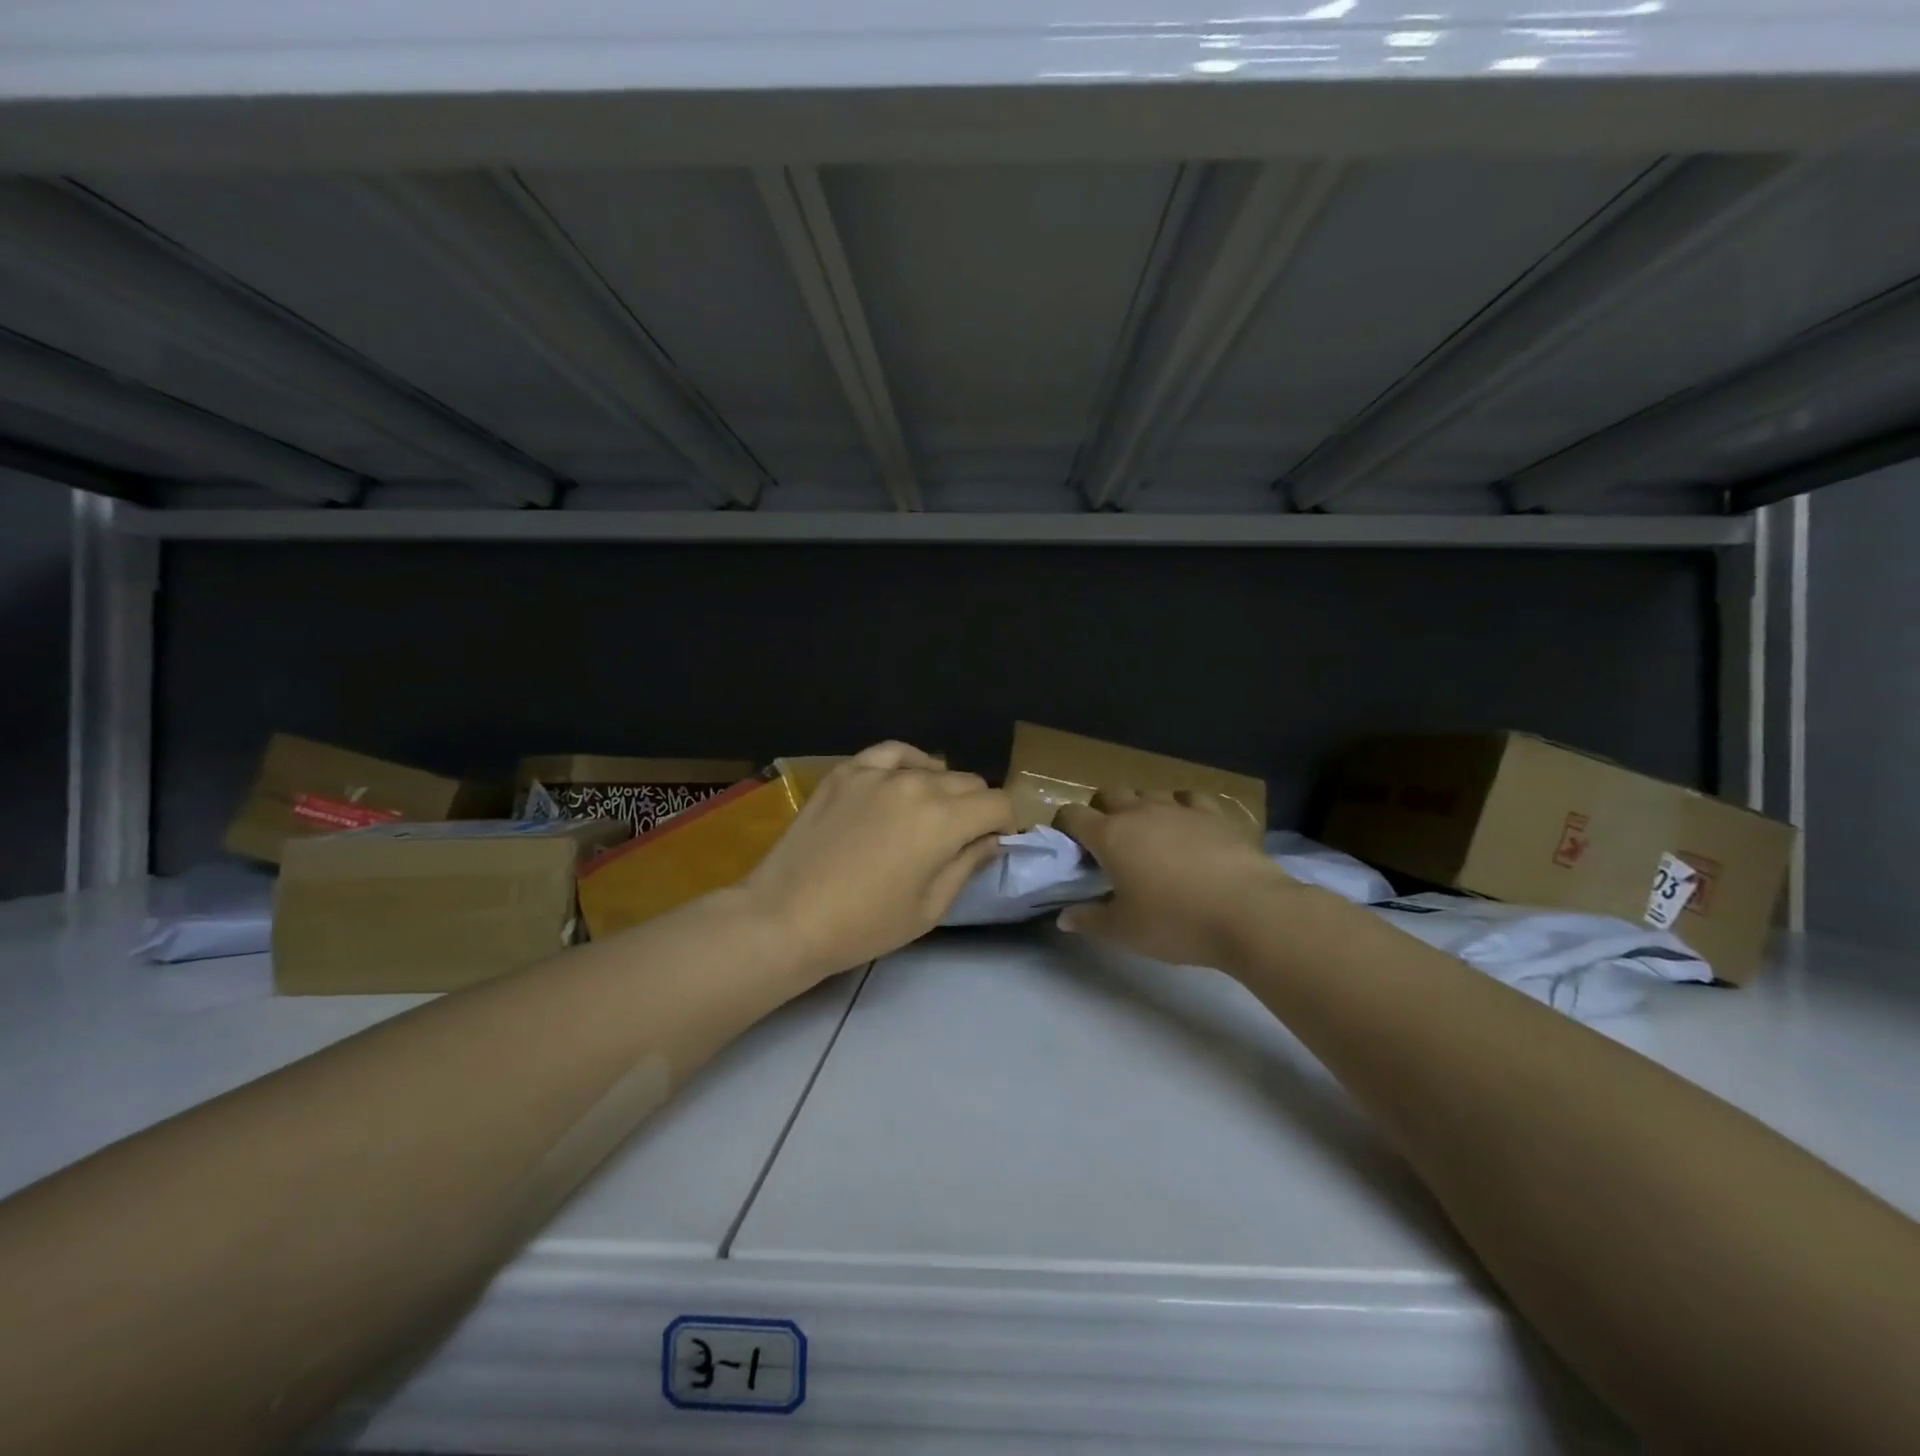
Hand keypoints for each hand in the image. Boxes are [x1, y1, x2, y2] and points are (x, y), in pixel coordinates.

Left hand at [743, 742, 1016, 982]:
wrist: (787, 917)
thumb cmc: (864, 925)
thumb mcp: (929, 907)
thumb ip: (968, 865)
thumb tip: (992, 840)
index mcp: (944, 820)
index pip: (998, 804)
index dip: (1006, 824)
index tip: (995, 843)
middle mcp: (916, 785)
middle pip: (969, 782)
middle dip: (976, 808)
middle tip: (960, 837)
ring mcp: (877, 773)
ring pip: (933, 767)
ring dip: (942, 789)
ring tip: (928, 814)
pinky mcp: (846, 772)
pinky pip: (890, 753)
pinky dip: (907, 763)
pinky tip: (906, 778)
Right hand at [1053, 790, 1292, 968]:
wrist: (1249, 912)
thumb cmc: (1175, 922)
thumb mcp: (1124, 931)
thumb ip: (1090, 920)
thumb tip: (1063, 917)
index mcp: (1110, 836)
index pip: (1072, 815)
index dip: (1064, 826)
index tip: (1068, 846)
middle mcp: (1140, 812)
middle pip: (1109, 794)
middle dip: (1101, 811)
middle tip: (1107, 842)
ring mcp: (1179, 808)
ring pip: (1148, 793)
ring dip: (1140, 808)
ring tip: (1148, 836)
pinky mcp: (1215, 814)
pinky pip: (1188, 798)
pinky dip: (1180, 808)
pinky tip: (1187, 827)